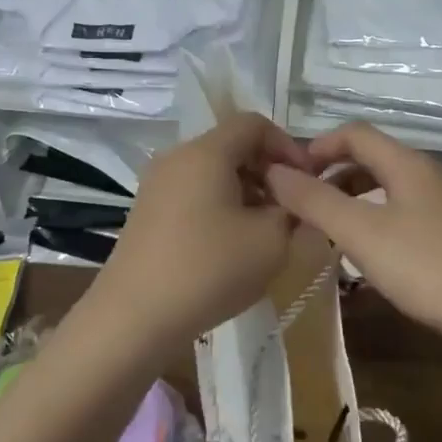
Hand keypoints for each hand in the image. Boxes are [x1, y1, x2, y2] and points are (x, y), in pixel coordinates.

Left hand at [93, 112, 313, 344]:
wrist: (134, 317)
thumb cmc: (209, 270)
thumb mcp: (272, 241)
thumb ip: (293, 211)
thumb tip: (290, 201)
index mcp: (206, 152)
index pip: (254, 123)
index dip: (287, 146)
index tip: (307, 182)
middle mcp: (177, 158)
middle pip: (232, 147)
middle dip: (268, 172)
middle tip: (290, 211)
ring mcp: (156, 186)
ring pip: (212, 173)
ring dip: (245, 193)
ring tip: (264, 233)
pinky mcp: (147, 213)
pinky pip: (193, 194)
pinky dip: (219, 208)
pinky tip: (231, 246)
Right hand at [266, 123, 441, 349]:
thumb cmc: (430, 267)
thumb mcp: (362, 234)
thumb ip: (315, 202)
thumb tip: (273, 172)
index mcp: (408, 164)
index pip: (355, 133)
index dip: (317, 147)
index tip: (290, 177)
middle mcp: (433, 174)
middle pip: (374, 159)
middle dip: (334, 177)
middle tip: (306, 209)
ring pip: (393, 190)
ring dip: (357, 202)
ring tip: (334, 235)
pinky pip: (411, 214)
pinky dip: (382, 223)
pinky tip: (377, 259)